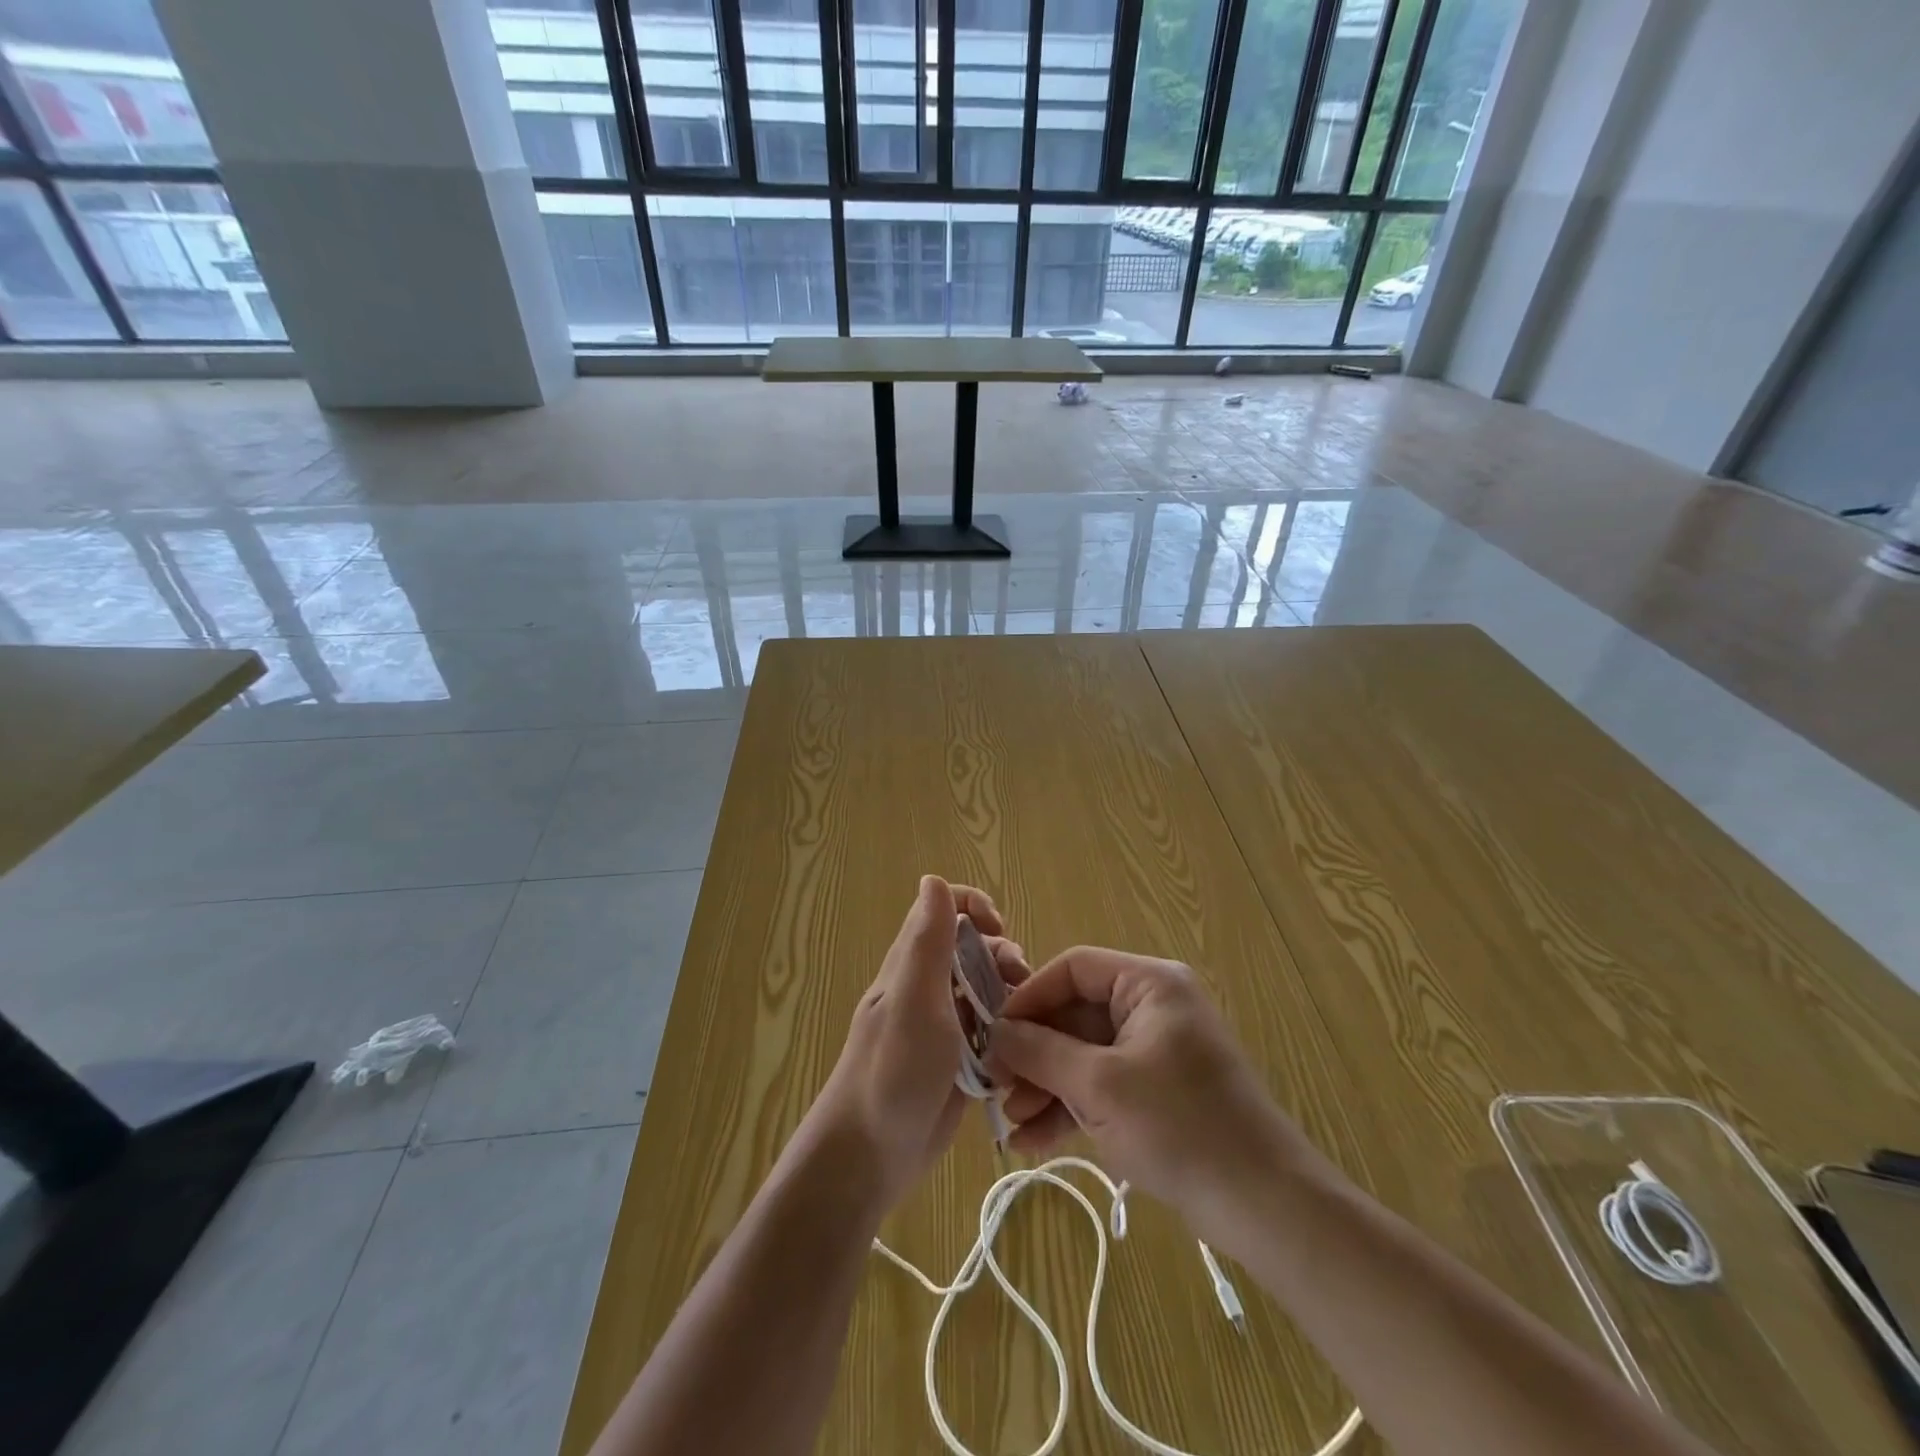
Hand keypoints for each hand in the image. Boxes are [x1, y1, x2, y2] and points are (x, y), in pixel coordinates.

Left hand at [806, 876, 1022, 1212]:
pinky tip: (1020, 1054)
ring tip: (1025, 1024)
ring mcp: (941, 1025)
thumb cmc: (891, 1072)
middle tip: (1020, 987)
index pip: (945, 909)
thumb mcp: (914, 1001)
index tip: (1000, 932)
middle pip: (973, 949)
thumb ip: (927, 942)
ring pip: (984, 991)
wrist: (869, 1157)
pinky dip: (1007, 1034)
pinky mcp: (955, 1061)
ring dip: (1010, 997)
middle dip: (1003, 957)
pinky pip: (988, 1032)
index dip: (975, 908)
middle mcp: (927, 987)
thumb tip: (934, 879)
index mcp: (913, 964)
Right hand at [986, 947, 1300, 1227]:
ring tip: (1009, 1124)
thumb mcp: (1099, 1086)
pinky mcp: (1157, 1091)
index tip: (993, 1034)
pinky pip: (1103, 1085)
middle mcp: (1152, 1006)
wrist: (1265, 1206)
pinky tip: (1032, 1142)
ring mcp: (1155, 1050)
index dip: (1029, 997)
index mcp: (1149, 984)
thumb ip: (1041, 1052)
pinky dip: (1071, 1108)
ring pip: (1084, 1054)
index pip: (1074, 969)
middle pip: (1075, 1015)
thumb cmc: (1180, 1127)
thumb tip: (995, 1032)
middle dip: (1034, 1054)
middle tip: (994, 1087)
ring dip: (1046, 1086)